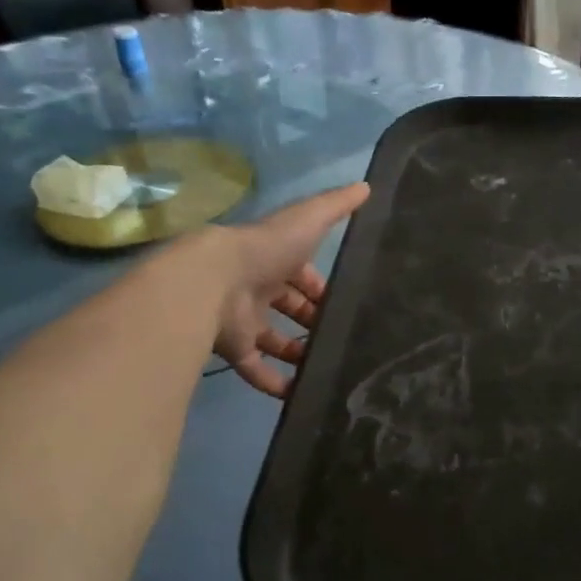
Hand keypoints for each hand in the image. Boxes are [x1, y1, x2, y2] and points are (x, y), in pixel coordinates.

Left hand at [207, 182, 369, 397]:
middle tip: (341, 340)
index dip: (322, 289)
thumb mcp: (308, 221)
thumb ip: (336, 206)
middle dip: (312, 323)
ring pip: (274, 340)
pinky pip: (256, 369)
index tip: (346, 305)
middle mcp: (257, 288)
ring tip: (326, 368)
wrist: (213, 279)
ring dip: (297, 354)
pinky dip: (274, 383)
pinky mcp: (234, 348)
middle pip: (289, 308)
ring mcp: (243, 319)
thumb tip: (367, 185)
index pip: (303, 276)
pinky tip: (300, 395)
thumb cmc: (265, 249)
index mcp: (274, 259)